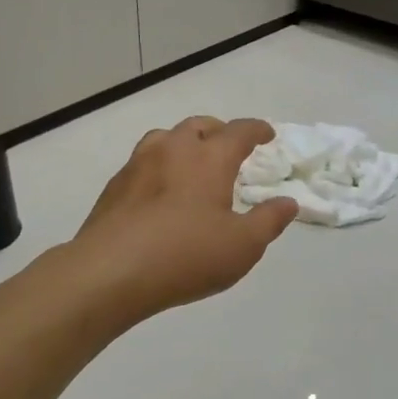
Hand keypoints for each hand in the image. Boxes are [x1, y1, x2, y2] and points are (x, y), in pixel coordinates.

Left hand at [72, 116, 296, 325]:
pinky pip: (143, 163)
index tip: (267, 135)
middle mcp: (173, 150)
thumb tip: (288, 202)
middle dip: (219, 131)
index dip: (257, 130)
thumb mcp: (243, 245)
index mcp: (209, 158)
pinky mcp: (115, 187)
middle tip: (229, 147)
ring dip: (184, 143)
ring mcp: (138, 165)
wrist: (109, 273)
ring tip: (192, 163)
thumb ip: (269, 220)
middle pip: (199, 126)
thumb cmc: (186, 255)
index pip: (239, 131)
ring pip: (165, 138)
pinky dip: (160, 167)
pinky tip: (160, 192)